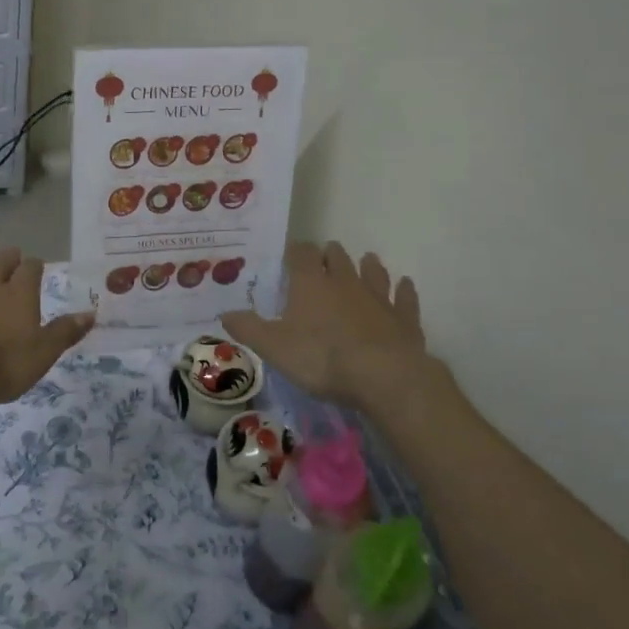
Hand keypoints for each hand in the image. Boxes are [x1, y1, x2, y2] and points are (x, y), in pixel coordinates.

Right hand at [221, 241, 453, 410]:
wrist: (384, 376)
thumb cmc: (322, 358)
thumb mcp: (274, 347)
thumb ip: (248, 328)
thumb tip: (223, 313)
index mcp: (311, 283)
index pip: (301, 253)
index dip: (296, 252)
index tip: (290, 257)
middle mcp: (344, 281)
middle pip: (337, 257)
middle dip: (329, 256)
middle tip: (324, 261)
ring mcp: (378, 297)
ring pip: (372, 271)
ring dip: (367, 266)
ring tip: (365, 262)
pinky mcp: (404, 318)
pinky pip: (404, 298)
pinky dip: (403, 291)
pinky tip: (404, 286)